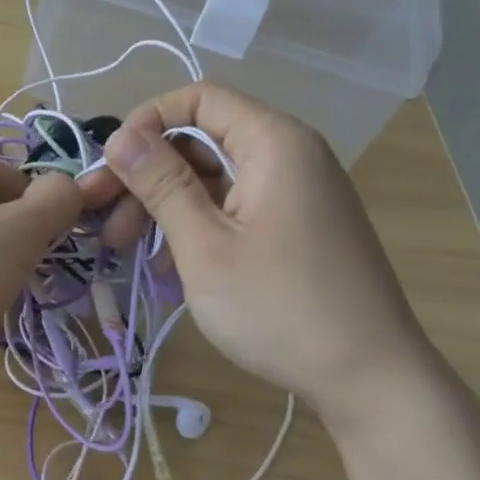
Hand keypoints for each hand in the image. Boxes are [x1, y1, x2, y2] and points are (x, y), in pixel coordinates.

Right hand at [76, 84, 434, 422]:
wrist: (371, 381)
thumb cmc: (280, 308)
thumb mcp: (205, 246)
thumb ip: (161, 184)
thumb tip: (119, 136)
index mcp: (274, 143)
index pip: (199, 98)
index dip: (147, 122)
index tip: (112, 168)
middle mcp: (290, 155)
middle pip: (202, 141)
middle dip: (148, 175)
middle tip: (108, 223)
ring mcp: (296, 193)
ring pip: (213, 179)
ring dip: (165, 207)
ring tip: (128, 252)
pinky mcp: (296, 227)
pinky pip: (234, 208)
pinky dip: (197, 227)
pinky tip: (169, 269)